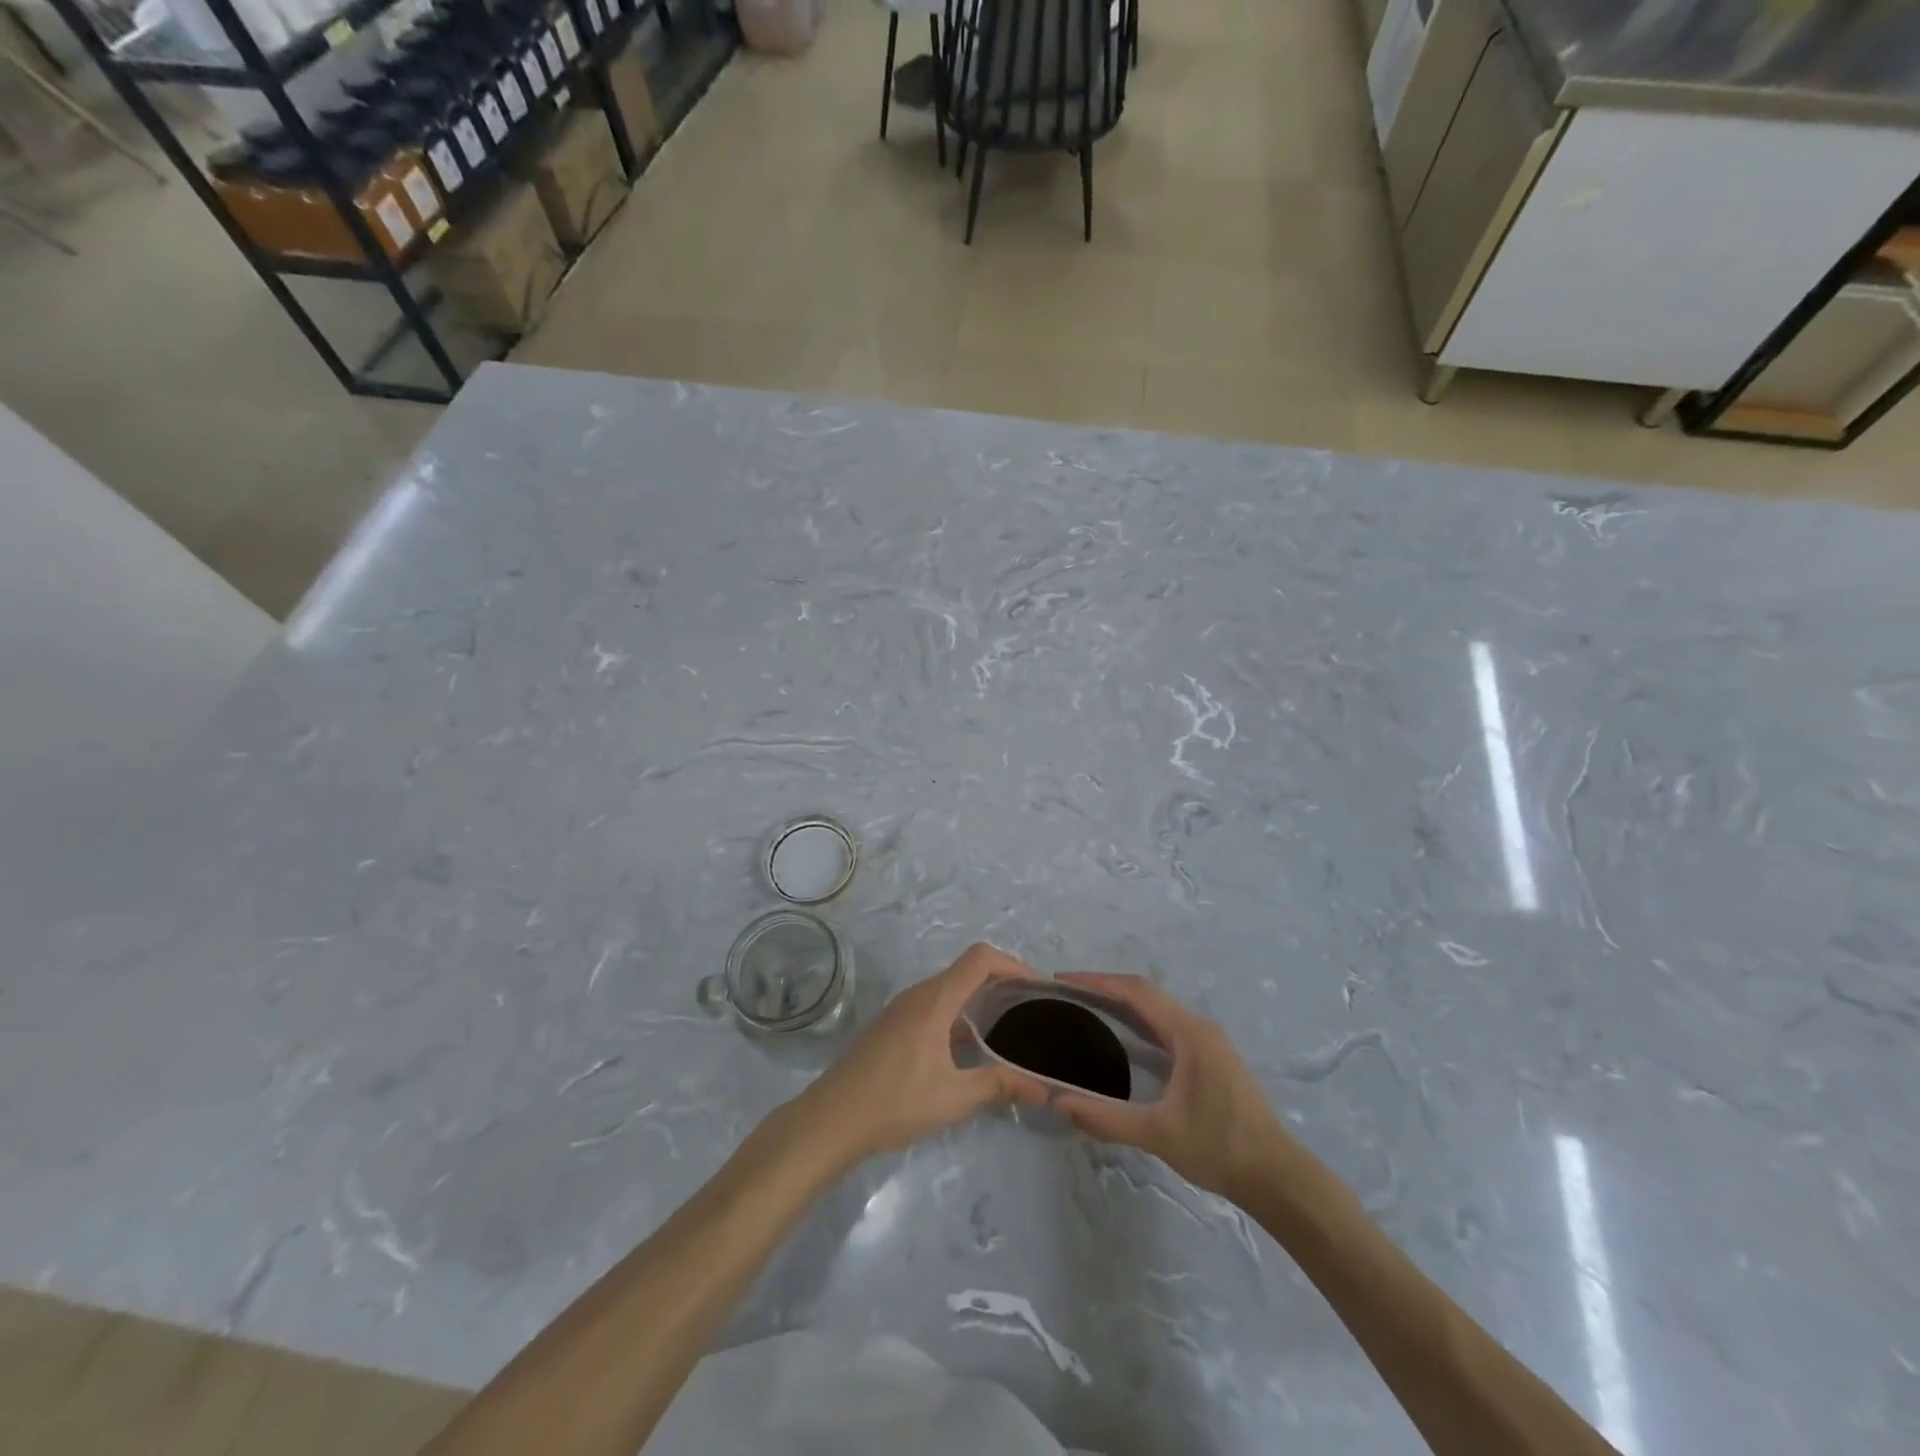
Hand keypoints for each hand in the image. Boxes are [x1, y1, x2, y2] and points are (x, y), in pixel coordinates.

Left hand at [793, 943, 1049, 1168]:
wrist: (831, 1120)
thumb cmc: (895, 1102)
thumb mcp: (954, 1097)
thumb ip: (1000, 1085)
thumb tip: (1044, 1089)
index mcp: (935, 999)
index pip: (981, 958)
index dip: (1013, 964)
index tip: (1038, 989)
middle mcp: (919, 994)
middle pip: (967, 971)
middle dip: (1002, 984)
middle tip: (1030, 1012)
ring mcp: (902, 1009)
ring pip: (950, 990)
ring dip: (980, 1001)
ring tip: (1008, 1031)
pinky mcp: (892, 1026)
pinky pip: (934, 1006)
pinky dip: (959, 1016)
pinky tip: (969, 1050)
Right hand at [1050, 972, 1287, 1200]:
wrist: (1278, 1178)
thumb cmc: (1220, 1147)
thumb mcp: (1158, 1134)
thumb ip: (1106, 1118)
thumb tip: (1059, 1102)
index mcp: (1189, 1033)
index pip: (1137, 991)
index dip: (1098, 981)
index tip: (1064, 981)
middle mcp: (1199, 1028)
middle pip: (1146, 995)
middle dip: (1106, 990)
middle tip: (1068, 997)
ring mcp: (1208, 1043)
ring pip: (1158, 1012)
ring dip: (1123, 1007)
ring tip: (1086, 1014)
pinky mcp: (1211, 1060)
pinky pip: (1167, 1029)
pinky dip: (1139, 1026)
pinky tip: (1121, 1044)